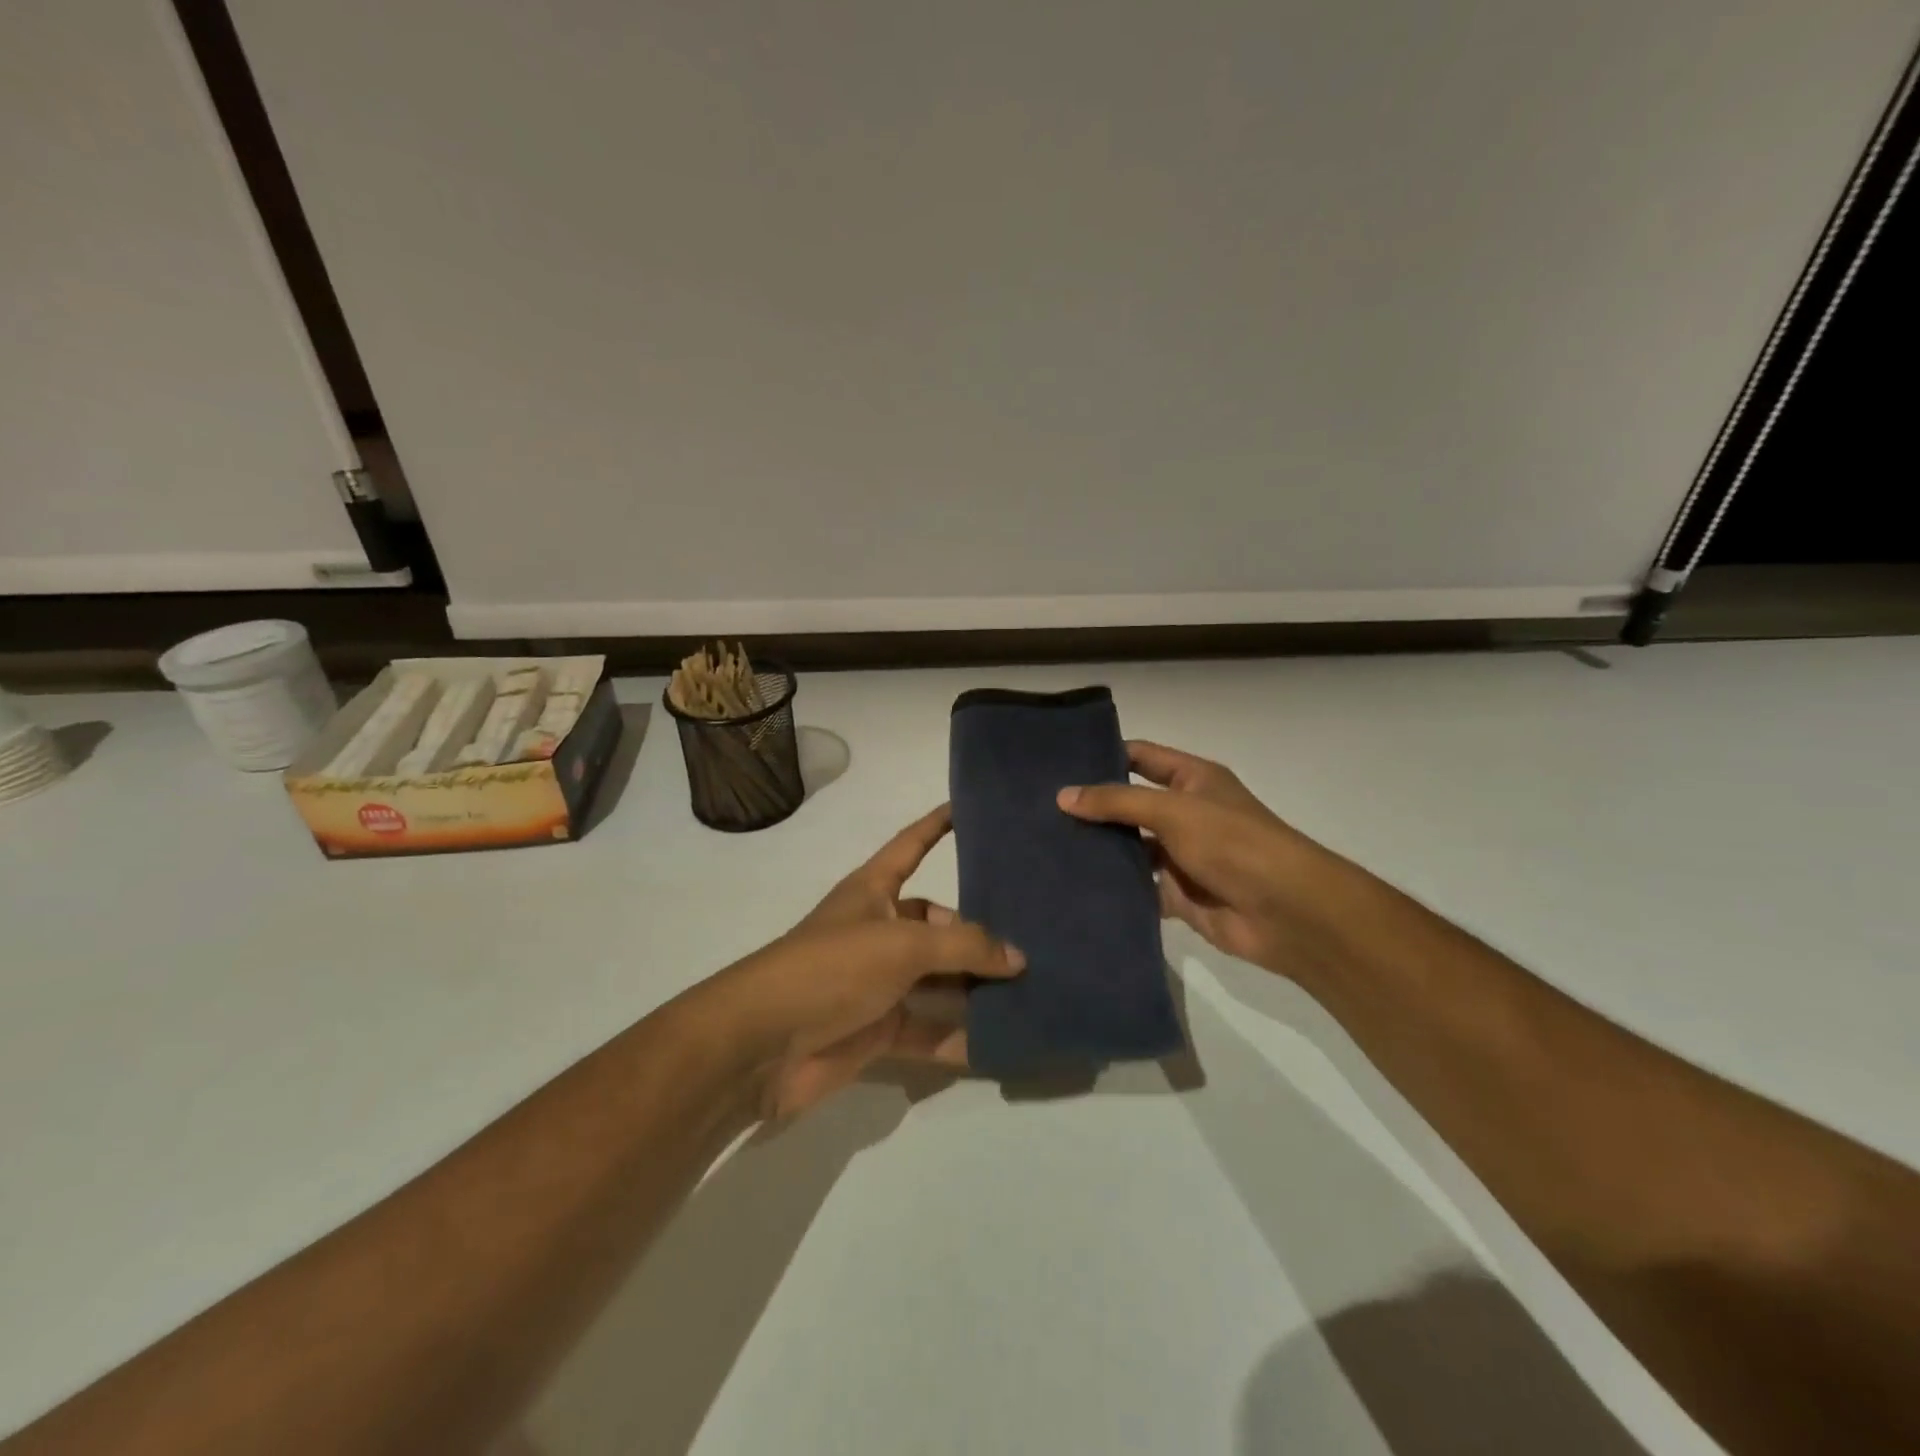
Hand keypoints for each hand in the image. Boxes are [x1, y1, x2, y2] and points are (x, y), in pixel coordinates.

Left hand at [714, 805, 1024, 1119]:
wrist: (762, 1045)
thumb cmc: (831, 968)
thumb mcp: (902, 944)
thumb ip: (963, 946)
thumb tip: (1018, 957)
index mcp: (874, 891)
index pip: (912, 844)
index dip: (938, 824)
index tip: (972, 807)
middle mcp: (880, 930)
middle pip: (939, 922)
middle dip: (979, 930)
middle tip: (1036, 934)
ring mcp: (879, 982)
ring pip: (940, 979)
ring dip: (977, 987)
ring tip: (1035, 987)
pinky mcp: (879, 1029)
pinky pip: (931, 1028)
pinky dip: (961, 1037)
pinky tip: (1005, 1041)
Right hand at [1056, 740, 1334, 976]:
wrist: (1285, 911)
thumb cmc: (1232, 842)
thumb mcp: (1172, 809)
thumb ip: (1117, 801)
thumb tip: (1063, 796)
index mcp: (1193, 780)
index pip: (1141, 757)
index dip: (1105, 756)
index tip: (1059, 762)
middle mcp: (1186, 814)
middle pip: (1130, 805)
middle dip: (1093, 808)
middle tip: (1041, 808)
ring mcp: (1181, 856)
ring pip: (1130, 849)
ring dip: (1100, 850)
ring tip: (1047, 847)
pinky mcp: (1178, 895)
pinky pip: (1138, 888)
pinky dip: (1113, 889)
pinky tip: (1073, 886)